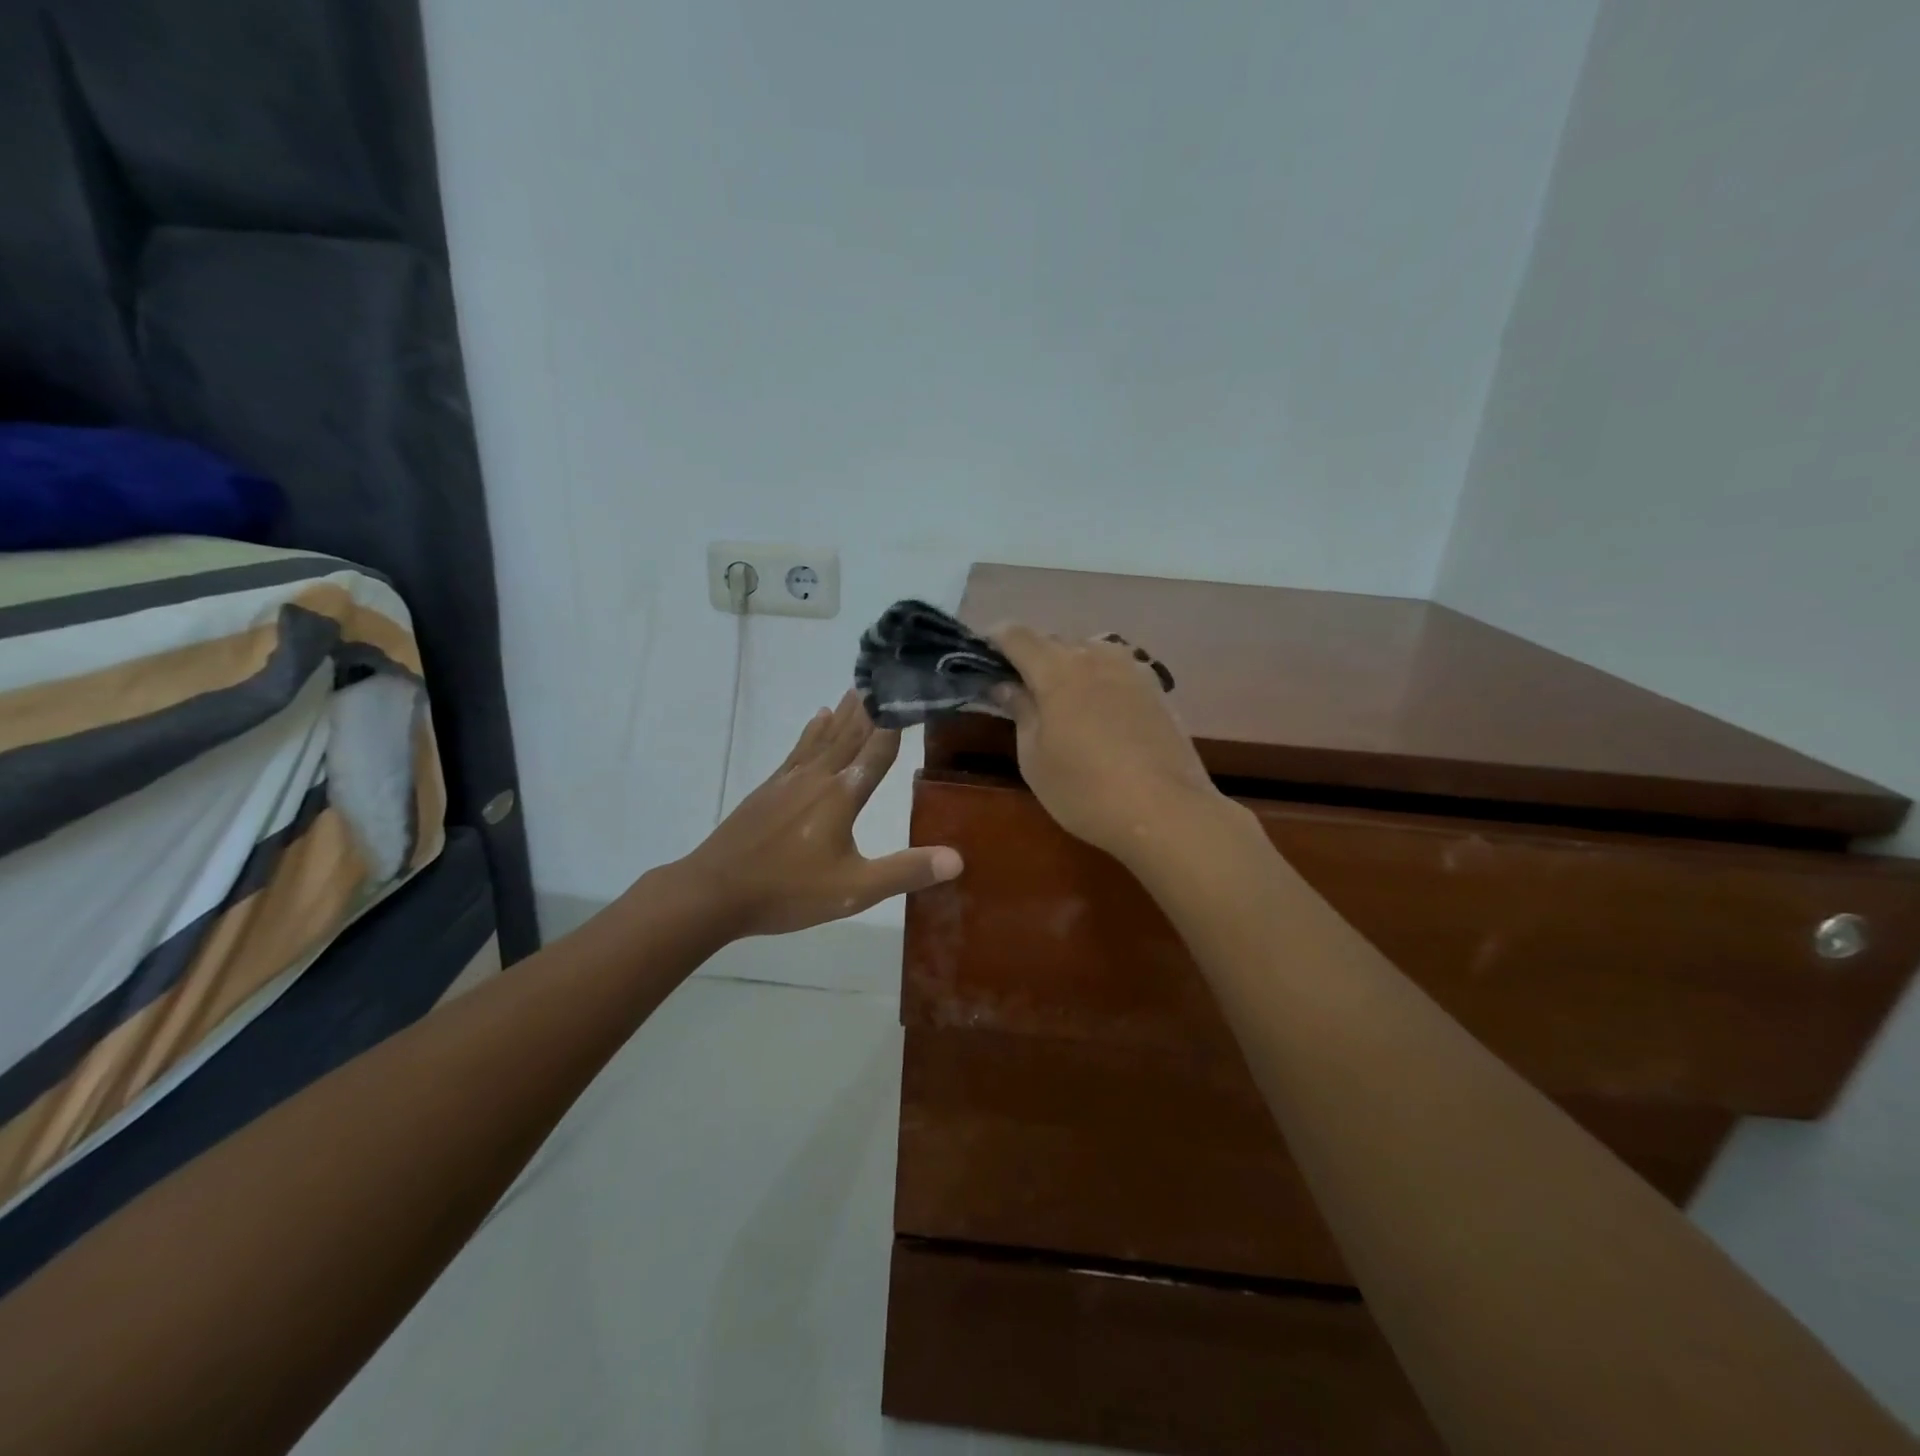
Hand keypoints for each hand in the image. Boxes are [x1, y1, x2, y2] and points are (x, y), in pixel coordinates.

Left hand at [680, 692, 962, 936]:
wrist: (714, 892)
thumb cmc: (788, 890)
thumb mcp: (854, 889)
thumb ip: (905, 871)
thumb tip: (958, 858)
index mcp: (842, 795)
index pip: (878, 749)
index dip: (898, 721)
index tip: (914, 692)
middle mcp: (818, 776)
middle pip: (851, 733)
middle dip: (872, 706)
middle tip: (887, 674)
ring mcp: (790, 779)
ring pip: (825, 735)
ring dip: (845, 711)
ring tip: (859, 687)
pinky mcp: (769, 788)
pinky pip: (799, 748)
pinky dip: (813, 729)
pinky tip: (816, 718)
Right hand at [992, 626, 1229, 866]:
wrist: (1165, 811)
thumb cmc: (1084, 790)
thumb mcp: (1035, 757)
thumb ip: (1020, 711)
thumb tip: (1006, 685)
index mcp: (1057, 669)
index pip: (1017, 634)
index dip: (994, 638)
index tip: (982, 654)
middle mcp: (1095, 656)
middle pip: (1054, 640)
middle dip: (1031, 656)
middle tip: (1018, 687)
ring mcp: (1131, 669)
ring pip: (1089, 650)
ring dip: (1068, 664)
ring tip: (1060, 697)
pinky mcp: (1156, 688)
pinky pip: (1116, 668)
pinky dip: (1098, 677)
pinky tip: (1098, 709)